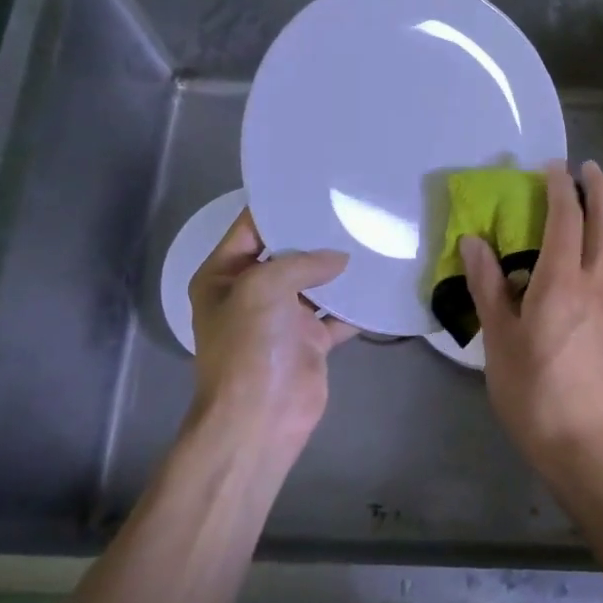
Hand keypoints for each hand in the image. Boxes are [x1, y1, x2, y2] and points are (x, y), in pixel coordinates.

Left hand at [188, 210, 356, 454]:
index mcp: (224, 276)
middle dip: (315, 235)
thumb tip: (340, 258)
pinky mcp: (310, 340)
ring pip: (314, 282)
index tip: (314, 185)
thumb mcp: (263, 287)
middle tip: (352, 206)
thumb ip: (301, 262)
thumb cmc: (249, 345)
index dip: (278, 206)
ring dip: (338, 268)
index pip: (250, 229)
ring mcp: (282, 318)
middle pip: (286, 254)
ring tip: (370, 236)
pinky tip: (379, 281)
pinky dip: (355, 303)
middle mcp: (251, 292)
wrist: (260, 417)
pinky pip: (336, 314)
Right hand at [459, 160, 602, 469]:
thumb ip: (488, 286)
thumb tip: (473, 240)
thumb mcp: (498, 339)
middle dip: (597, 191)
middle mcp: (593, 285)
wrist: (577, 438)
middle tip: (586, 168)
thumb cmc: (529, 390)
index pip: (565, 221)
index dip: (560, 189)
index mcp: (561, 283)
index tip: (550, 166)